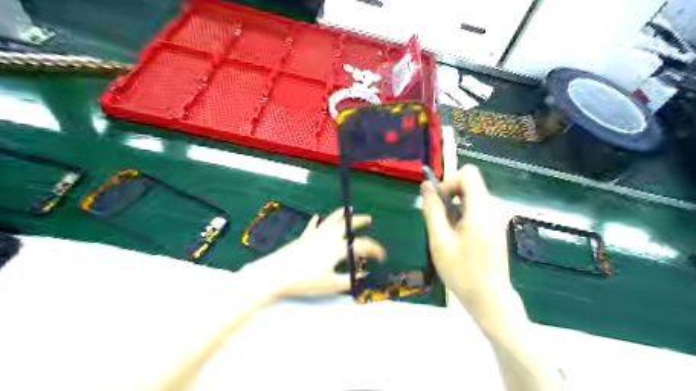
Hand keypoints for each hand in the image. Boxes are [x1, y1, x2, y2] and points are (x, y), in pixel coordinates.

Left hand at [242, 209, 386, 297]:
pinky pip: (312, 226)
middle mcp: (329, 237)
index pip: (362, 246)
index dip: (376, 251)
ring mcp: (315, 235)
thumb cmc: (305, 281)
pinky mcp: (303, 237)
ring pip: (331, 220)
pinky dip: (316, 221)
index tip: (382, 257)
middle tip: (368, 219)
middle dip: (360, 221)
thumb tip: (364, 275)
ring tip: (348, 209)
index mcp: (338, 248)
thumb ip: (349, 280)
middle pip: (348, 224)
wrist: (277, 273)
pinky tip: (316, 216)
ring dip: (342, 214)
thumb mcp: (331, 285)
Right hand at [421, 165, 511, 320]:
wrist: (489, 299)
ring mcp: (497, 217)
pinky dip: (463, 216)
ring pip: (471, 197)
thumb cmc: (461, 272)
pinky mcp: (496, 226)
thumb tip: (426, 186)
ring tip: (448, 235)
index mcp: (481, 209)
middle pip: (469, 185)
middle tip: (439, 223)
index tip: (438, 202)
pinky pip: (477, 209)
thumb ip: (432, 210)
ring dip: (455, 208)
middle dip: (450, 197)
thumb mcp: (439, 241)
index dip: (449, 181)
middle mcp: (493, 208)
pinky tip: (459, 239)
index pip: (468, 173)